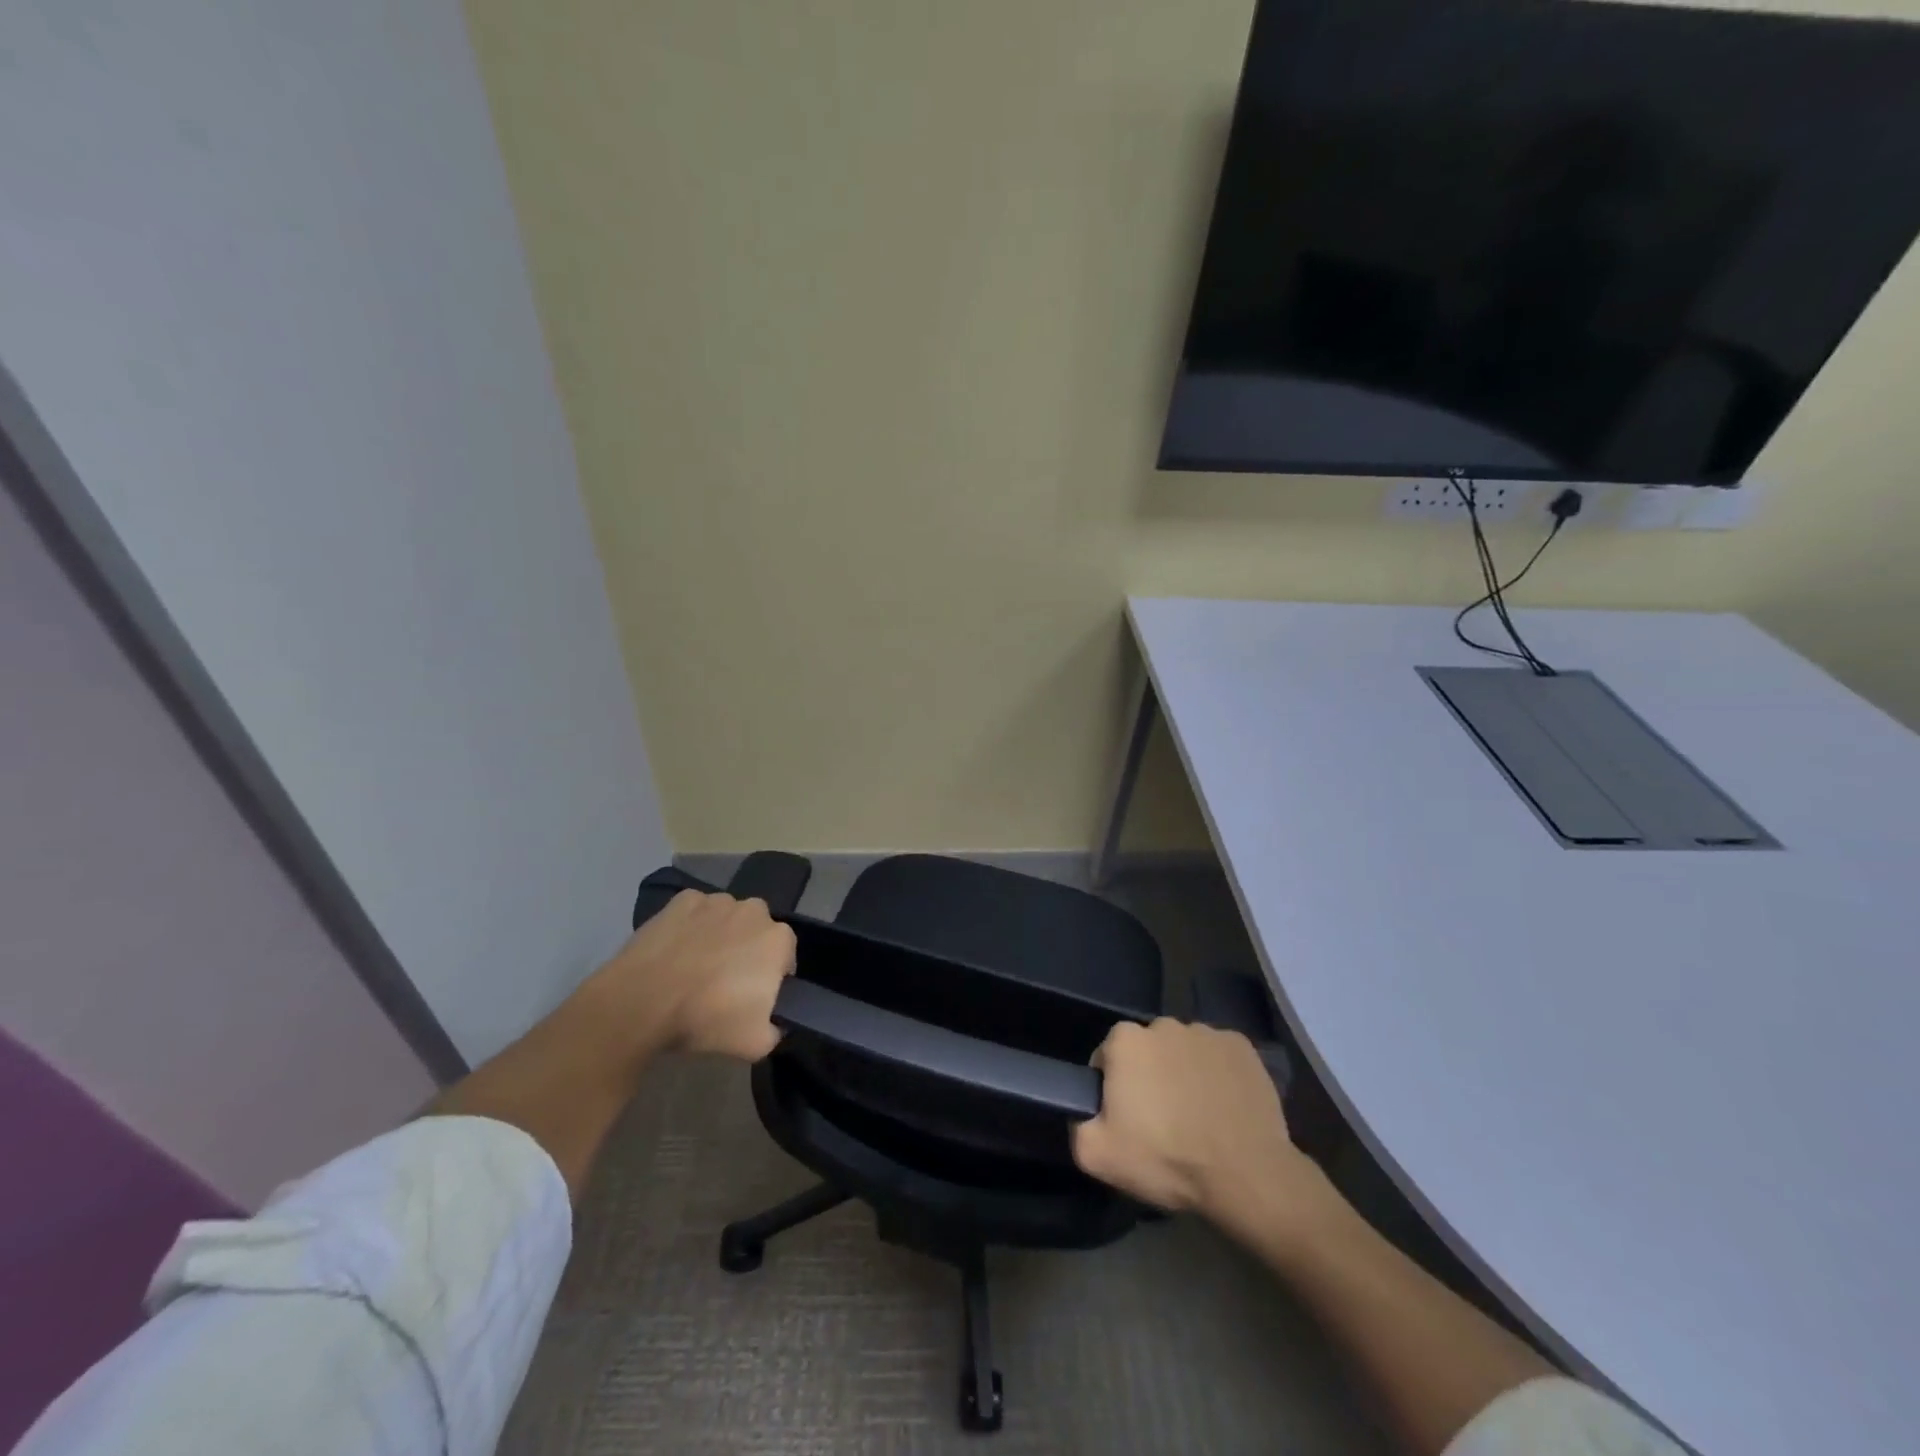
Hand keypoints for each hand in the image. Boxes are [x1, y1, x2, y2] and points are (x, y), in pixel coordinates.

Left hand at [588, 890, 796, 1061]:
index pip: (785, 956)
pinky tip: (676, 950)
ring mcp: (716, 901)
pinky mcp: (682, 900)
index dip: (772, 976)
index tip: (754, 996)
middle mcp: (753, 910)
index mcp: (778, 939)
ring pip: (727, 917)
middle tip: (726, 981)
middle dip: (748, 949)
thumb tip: (773, 1023)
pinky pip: (695, 912)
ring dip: (720, 935)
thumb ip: (775, 1030)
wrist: (643, 1001)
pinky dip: (691, 926)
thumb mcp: (756, 1044)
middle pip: (757, 930)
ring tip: (696, 966)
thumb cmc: (707, 1018)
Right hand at [1072, 1018, 1321, 1225]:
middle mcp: (1163, 1024)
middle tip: (1162, 1121)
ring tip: (1197, 1116)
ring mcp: (1206, 1032)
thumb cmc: (1167, 1159)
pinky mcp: (1241, 1046)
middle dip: (1149, 1077)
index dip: (1114, 1089)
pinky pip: (1218, 1056)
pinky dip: (1217, 1074)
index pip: (1107, 1058)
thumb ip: (1077, 1123)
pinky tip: (1223, 1107)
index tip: (1128, 1119)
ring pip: (1183, 1051)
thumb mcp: (1097, 1155)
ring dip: (1183, 1074)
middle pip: (1146, 1050)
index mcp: (1125, 1040)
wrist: (1245, 1174)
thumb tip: (1084, 1108)